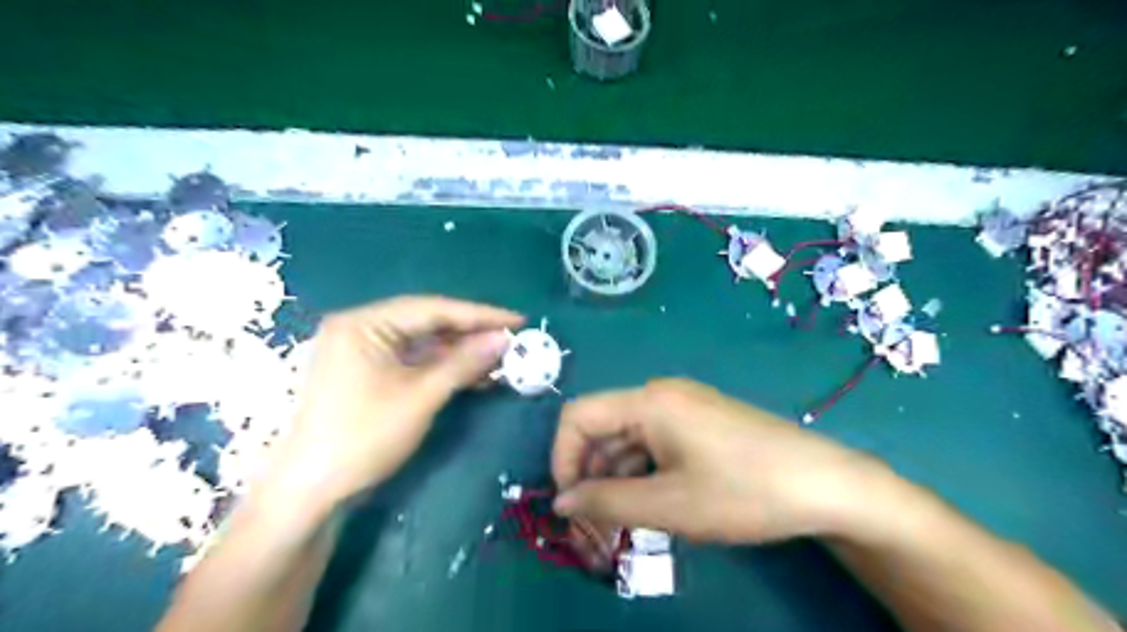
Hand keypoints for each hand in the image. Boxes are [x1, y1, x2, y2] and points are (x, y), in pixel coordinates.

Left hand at [273, 294, 522, 505]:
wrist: (313, 492)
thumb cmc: (364, 437)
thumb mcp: (421, 396)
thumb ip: (464, 362)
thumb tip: (504, 338)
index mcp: (364, 323)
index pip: (432, 309)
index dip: (479, 314)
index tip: (517, 320)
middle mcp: (362, 329)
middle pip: (428, 323)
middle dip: (472, 334)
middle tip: (513, 340)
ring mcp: (364, 353)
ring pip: (424, 344)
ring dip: (462, 353)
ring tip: (502, 360)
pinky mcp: (370, 374)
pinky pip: (415, 362)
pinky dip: (445, 369)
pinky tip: (476, 376)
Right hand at [553, 376, 889, 543]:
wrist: (824, 485)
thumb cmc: (742, 491)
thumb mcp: (669, 504)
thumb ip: (606, 502)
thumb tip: (560, 502)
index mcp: (648, 402)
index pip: (578, 416)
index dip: (562, 458)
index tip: (569, 504)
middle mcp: (660, 395)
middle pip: (602, 429)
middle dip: (590, 476)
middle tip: (594, 526)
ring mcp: (683, 407)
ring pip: (628, 440)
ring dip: (615, 479)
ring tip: (621, 523)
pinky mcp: (699, 422)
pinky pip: (654, 443)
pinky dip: (641, 473)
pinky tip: (650, 504)